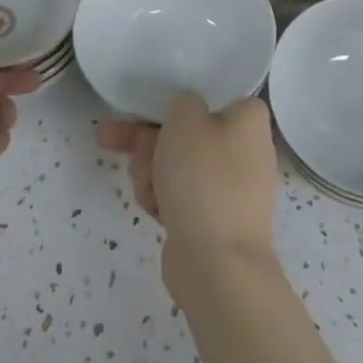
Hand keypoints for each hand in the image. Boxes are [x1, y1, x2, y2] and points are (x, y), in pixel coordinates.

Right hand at [95, 93, 278, 292]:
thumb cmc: (203, 178)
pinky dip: (163, 199)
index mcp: (249, 120)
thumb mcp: (186, 118)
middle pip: (185, 133)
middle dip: (147, 141)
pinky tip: (152, 208)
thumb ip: (184, 102)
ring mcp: (231, 189)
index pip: (210, 97)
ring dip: (150, 170)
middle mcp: (246, 151)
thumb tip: (190, 114)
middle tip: (113, 140)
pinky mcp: (214, 220)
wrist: (216, 265)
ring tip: (144, 186)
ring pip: (177, 165)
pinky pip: (181, 197)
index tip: (147, 110)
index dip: (175, 104)